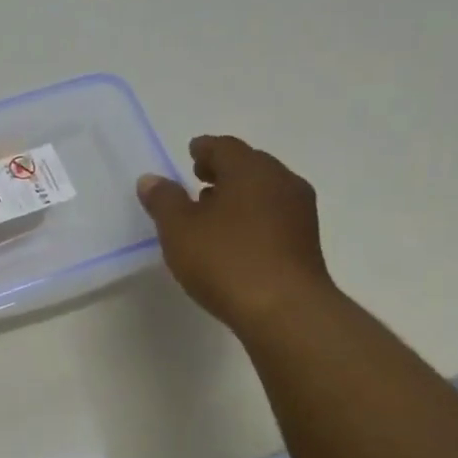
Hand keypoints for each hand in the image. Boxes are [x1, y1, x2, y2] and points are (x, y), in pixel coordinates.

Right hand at [136, 136, 333, 329]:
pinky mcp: (306, 242)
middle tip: (199, 178)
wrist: (285, 310)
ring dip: (239, 195)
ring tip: (213, 211)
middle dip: (224, 170)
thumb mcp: (179, 230)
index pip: (225, 147)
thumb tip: (151, 179)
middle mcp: (281, 181)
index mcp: (251, 170)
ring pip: (264, 191)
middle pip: (249, 165)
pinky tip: (236, 238)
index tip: (191, 153)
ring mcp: (300, 212)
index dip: (204, 149)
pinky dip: (253, 216)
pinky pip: (274, 216)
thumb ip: (163, 200)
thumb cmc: (226, 260)